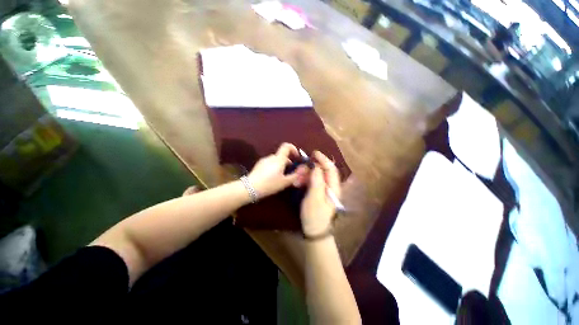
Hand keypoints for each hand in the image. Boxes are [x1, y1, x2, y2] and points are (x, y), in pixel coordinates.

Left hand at [247, 143, 308, 198]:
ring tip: (281, 177)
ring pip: (276, 160)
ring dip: (281, 165)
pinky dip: (274, 167)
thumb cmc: (269, 184)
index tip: (297, 157)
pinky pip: (269, 163)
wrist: (250, 188)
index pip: (286, 146)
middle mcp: (271, 157)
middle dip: (288, 162)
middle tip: (290, 173)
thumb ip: (295, 175)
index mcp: (279, 159)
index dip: (293, 149)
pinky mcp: (259, 165)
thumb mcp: (285, 182)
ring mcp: (264, 160)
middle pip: (282, 155)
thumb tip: (302, 169)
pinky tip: (272, 177)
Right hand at [301, 151, 340, 236]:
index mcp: (334, 187)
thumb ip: (317, 181)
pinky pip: (313, 183)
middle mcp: (331, 187)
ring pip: (317, 177)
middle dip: (312, 168)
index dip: (323, 159)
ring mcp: (324, 191)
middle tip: (301, 169)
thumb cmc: (315, 216)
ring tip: (298, 179)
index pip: (331, 169)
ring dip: (307, 175)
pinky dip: (306, 181)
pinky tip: (299, 184)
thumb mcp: (315, 198)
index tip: (314, 153)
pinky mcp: (318, 194)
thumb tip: (316, 166)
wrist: (314, 232)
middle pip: (323, 171)